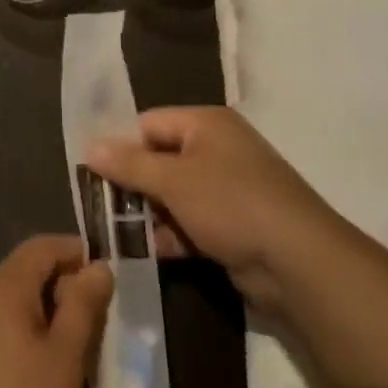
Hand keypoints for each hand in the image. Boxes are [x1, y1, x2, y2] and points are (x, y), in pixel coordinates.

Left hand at [0, 236, 111, 387]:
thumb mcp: (65, 359)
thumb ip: (83, 306)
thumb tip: (98, 265)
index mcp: (5, 285)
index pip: (43, 246)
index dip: (76, 252)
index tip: (107, 277)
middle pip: (26, 269)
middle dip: (63, 284)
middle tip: (98, 320)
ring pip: (13, 298)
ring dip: (45, 310)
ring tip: (74, 347)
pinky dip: (24, 330)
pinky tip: (39, 368)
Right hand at [85, 107, 338, 314]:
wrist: (298, 263)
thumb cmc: (231, 204)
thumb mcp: (172, 180)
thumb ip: (128, 164)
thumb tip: (89, 146)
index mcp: (206, 124)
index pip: (149, 124)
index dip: (122, 147)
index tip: (97, 176)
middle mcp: (217, 149)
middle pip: (160, 160)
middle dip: (133, 186)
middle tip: (103, 209)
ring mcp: (228, 189)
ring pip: (174, 195)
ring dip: (149, 214)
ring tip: (120, 234)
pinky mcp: (234, 225)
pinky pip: (192, 222)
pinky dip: (172, 234)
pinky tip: (150, 252)